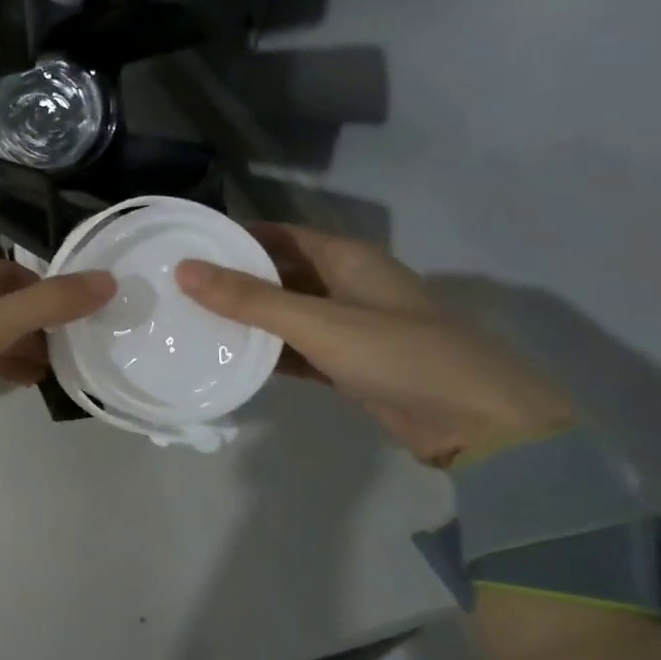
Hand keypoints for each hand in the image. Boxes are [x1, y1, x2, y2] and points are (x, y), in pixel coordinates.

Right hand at [175, 224, 574, 467]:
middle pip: (281, 273)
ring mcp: (352, 327)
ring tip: (194, 323)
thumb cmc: (400, 355)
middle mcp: (348, 285)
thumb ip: (249, 299)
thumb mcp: (318, 322)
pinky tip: (232, 361)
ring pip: (288, 314)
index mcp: (348, 258)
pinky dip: (270, 353)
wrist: (480, 424)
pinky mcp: (352, 366)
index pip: (280, 234)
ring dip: (249, 319)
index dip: (237, 236)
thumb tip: (184, 270)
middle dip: (236, 279)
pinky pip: (300, 350)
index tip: (188, 247)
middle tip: (179, 289)